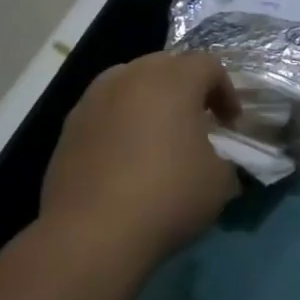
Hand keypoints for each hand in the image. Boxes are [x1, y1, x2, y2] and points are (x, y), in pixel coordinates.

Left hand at [40, 52, 241, 272]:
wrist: (91, 234)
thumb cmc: (167, 196)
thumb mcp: (219, 181)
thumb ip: (223, 157)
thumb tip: (214, 159)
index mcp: (173, 79)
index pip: (208, 65)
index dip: (225, 91)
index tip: (230, 124)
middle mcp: (131, 76)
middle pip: (166, 65)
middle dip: (186, 88)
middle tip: (197, 121)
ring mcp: (94, 99)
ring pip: (130, 83)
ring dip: (149, 101)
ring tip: (158, 135)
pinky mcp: (69, 126)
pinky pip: (105, 111)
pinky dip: (120, 123)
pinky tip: (125, 157)